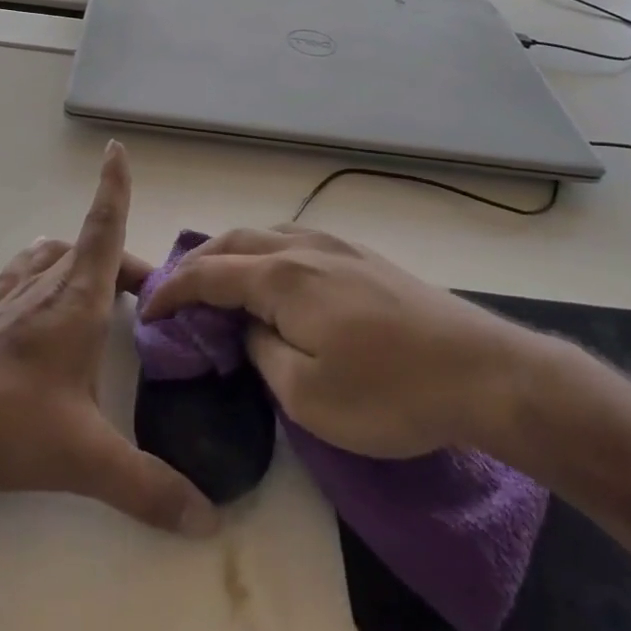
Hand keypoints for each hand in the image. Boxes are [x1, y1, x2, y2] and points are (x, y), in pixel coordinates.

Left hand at [0, 142, 218, 537]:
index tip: (116, 150)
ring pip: (51, 258)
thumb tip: (207, 520)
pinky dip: (41, 273)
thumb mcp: (84, 457)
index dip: (113, 188)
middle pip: (89, 249)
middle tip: (151, 298)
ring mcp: (8, 301)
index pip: (103, 229)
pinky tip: (38, 299)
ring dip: (80, 260)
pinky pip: (20, 278)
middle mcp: (43, 288)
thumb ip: (148, 487)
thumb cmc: (4, 422)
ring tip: (101, 287)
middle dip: (125, 262)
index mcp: (75, 300)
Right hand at [140, 225, 557, 459]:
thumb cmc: (390, 393)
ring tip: (219, 283)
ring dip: (232, 254)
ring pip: (266, 235)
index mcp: (282, 277)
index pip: (208, 274)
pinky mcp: (365, 258)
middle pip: (234, 242)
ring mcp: (338, 248)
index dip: (171, 291)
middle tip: (176, 293)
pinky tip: (274, 279)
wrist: (484, 372)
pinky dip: (265, 254)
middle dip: (197, 263)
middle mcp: (304, 248)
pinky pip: (296, 241)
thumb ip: (261, 353)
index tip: (146, 311)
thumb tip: (247, 329)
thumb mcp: (307, 395)